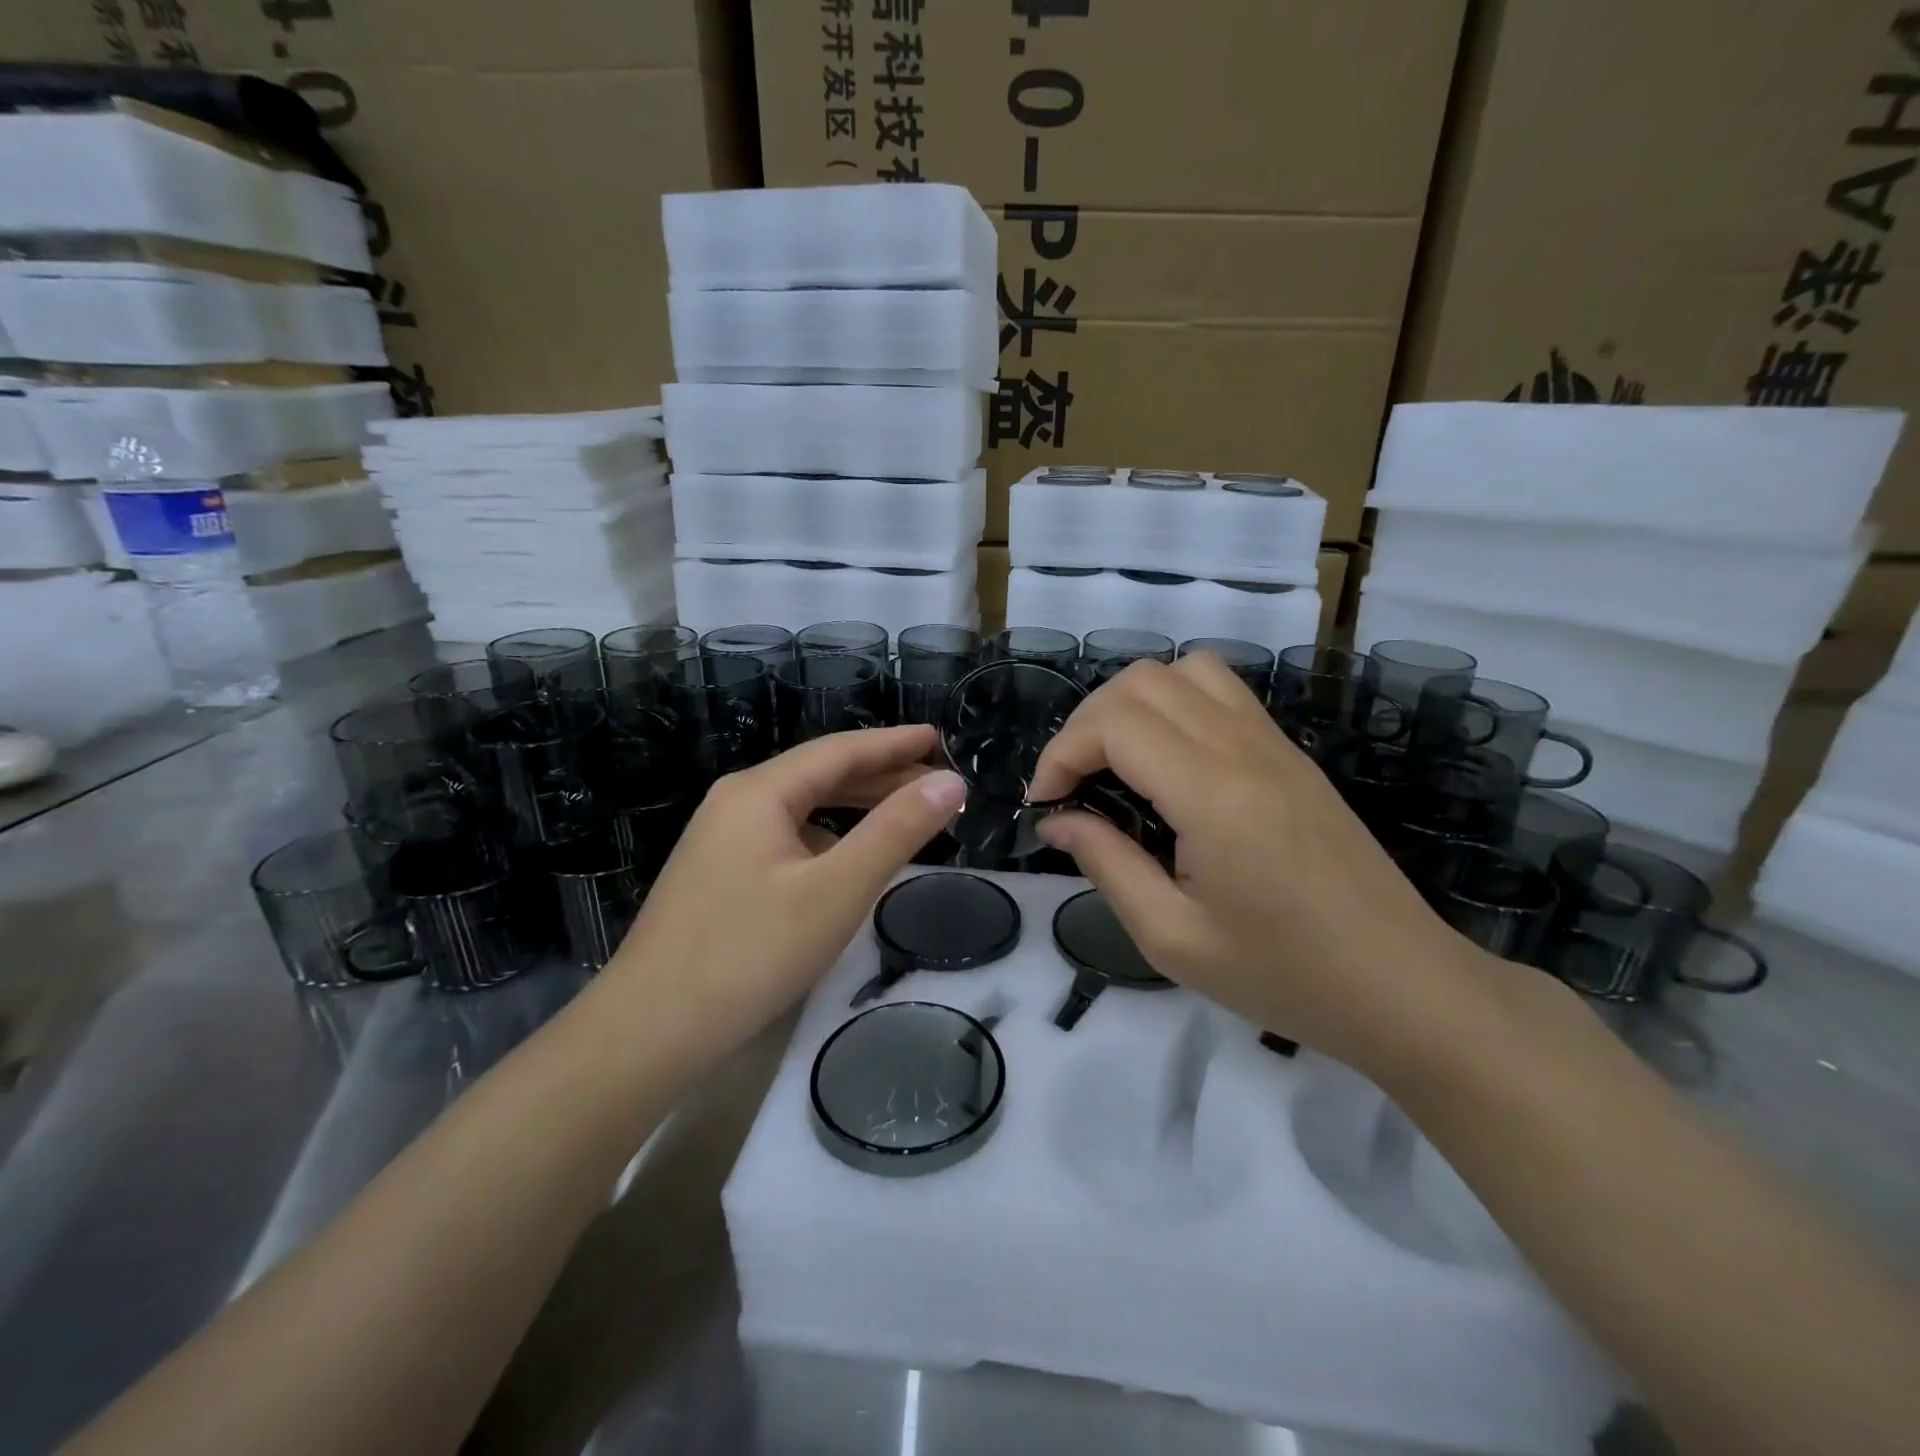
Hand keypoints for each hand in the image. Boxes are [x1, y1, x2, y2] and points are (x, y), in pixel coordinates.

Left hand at [600, 726, 967, 1066]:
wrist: (647, 1031)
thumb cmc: (750, 954)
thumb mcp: (837, 890)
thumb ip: (897, 831)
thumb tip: (951, 783)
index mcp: (760, 791)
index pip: (841, 750)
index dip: (895, 743)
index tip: (939, 738)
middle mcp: (736, 802)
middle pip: (821, 775)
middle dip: (882, 776)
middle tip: (939, 785)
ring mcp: (721, 839)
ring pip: (802, 808)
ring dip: (856, 807)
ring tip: (907, 814)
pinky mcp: (717, 875)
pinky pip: (786, 838)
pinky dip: (829, 837)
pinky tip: (848, 859)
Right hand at [1027, 653, 1502, 1073]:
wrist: (1404, 985)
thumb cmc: (1284, 975)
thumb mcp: (1173, 938)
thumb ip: (1106, 864)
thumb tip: (1059, 819)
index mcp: (1212, 793)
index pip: (1114, 724)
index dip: (1062, 753)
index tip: (1045, 803)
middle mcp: (1243, 747)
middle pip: (1142, 681)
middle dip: (1086, 724)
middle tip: (1072, 785)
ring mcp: (1274, 743)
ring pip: (1184, 672)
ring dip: (1132, 704)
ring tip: (1115, 762)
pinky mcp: (1291, 754)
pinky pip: (1222, 692)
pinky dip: (1174, 705)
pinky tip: (1167, 762)